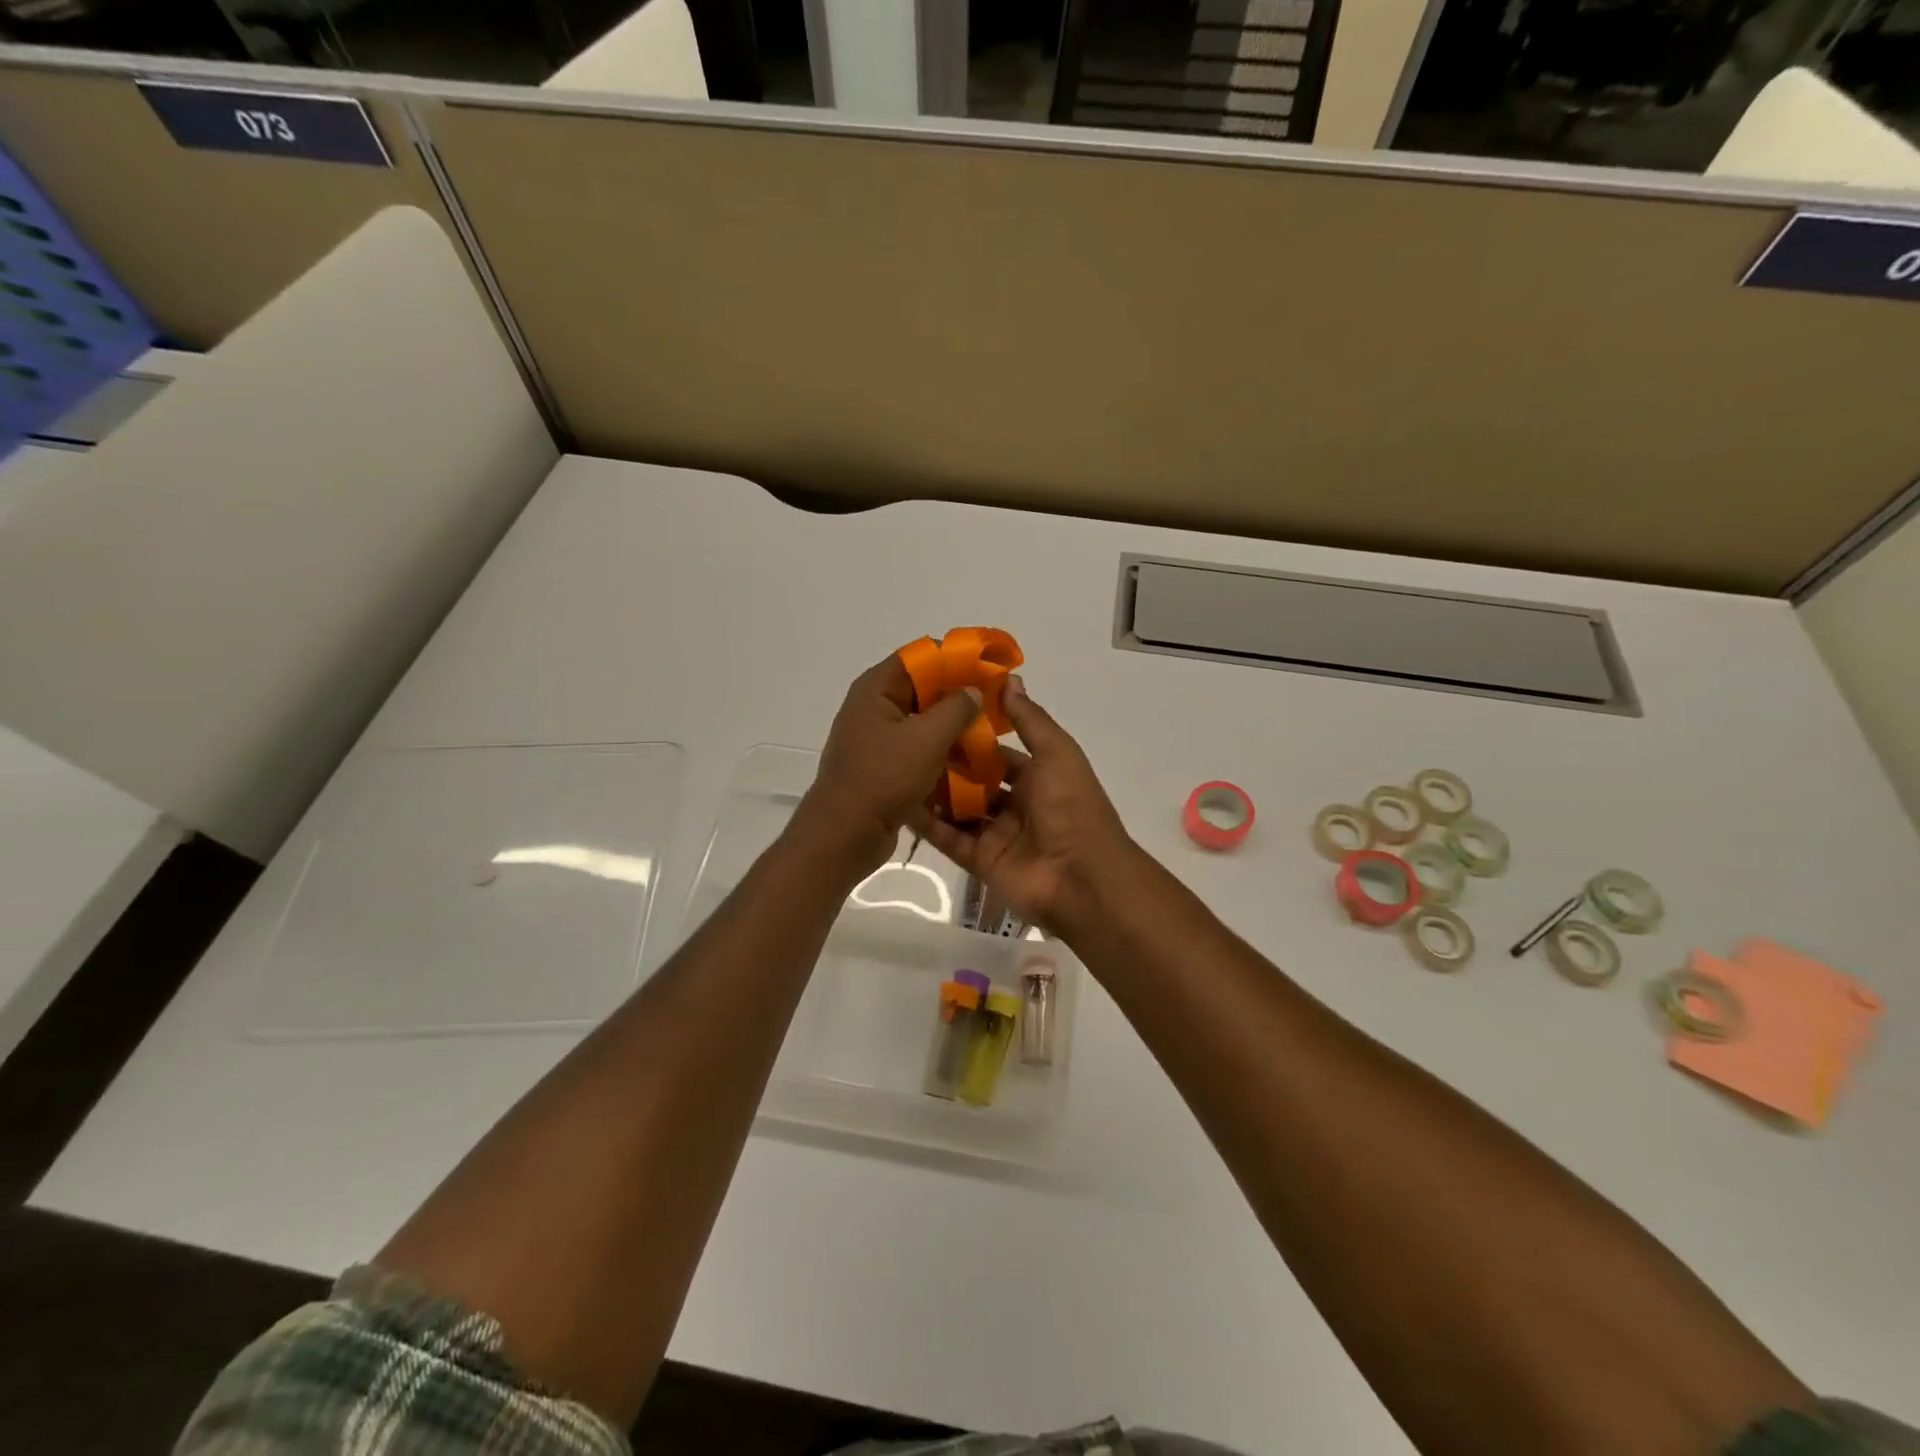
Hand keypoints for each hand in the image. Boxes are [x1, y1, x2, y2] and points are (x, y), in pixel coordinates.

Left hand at [790, 655, 982, 872]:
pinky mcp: (884, 767)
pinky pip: (918, 749)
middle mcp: (874, 707)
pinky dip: (941, 752)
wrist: (845, 834)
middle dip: (960, 695)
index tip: (989, 668)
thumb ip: (957, 708)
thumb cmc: (884, 777)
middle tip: (995, 703)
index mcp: (877, 689)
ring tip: (989, 734)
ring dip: (954, 727)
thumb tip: (973, 690)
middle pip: (924, 688)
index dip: (956, 658)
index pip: (921, 656)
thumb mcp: (928, 738)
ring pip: (924, 722)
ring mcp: (877, 739)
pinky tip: (969, 762)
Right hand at [912, 674, 1136, 931]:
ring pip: (959, 809)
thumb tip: (1009, 679)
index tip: (938, 716)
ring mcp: (997, 834)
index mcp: (1039, 777)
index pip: (999, 753)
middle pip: (975, 781)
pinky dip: (928, 824)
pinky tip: (900, 803)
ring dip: (933, 792)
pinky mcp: (980, 861)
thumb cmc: (1071, 806)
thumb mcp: (1056, 753)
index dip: (972, 736)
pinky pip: (949, 839)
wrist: (1080, 878)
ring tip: (897, 769)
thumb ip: (1030, 719)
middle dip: (947, 764)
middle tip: (908, 742)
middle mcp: (1017, 804)